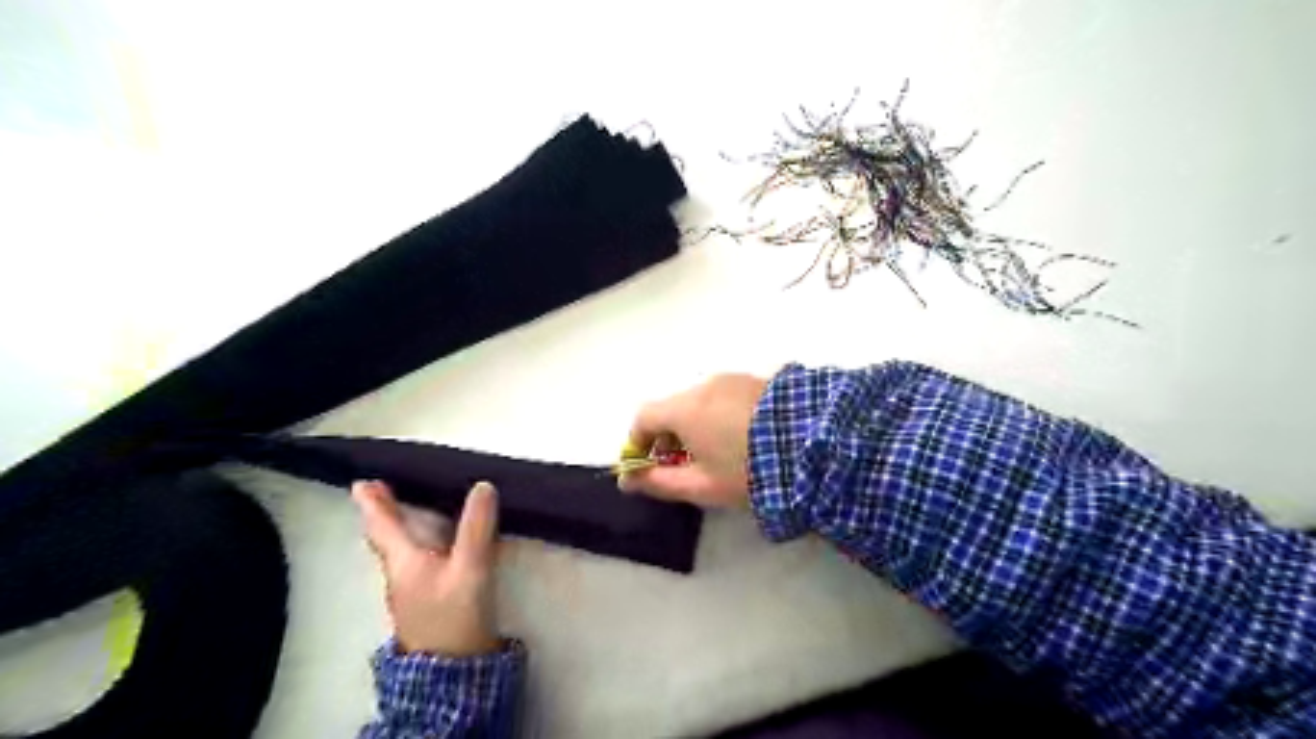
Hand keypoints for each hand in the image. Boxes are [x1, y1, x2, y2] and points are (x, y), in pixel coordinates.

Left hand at [352, 479, 500, 659]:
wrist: (454, 671)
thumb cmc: (454, 615)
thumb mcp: (470, 568)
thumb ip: (477, 528)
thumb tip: (483, 486)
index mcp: (405, 562)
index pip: (384, 526)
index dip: (374, 504)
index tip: (360, 484)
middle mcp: (401, 574)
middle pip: (386, 539)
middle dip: (382, 514)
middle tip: (377, 491)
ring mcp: (411, 591)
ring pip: (399, 552)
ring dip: (396, 529)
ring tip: (399, 512)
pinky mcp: (425, 603)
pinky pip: (413, 563)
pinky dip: (414, 545)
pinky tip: (428, 548)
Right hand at [622, 376, 766, 506]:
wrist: (815, 447)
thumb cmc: (749, 471)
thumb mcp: (702, 486)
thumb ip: (659, 483)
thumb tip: (626, 482)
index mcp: (685, 409)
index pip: (643, 417)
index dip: (638, 443)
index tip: (648, 466)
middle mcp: (704, 386)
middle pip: (672, 408)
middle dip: (668, 436)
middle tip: (683, 466)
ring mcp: (733, 379)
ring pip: (699, 402)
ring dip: (695, 425)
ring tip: (717, 454)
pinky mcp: (757, 381)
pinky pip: (724, 396)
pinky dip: (718, 415)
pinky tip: (740, 438)